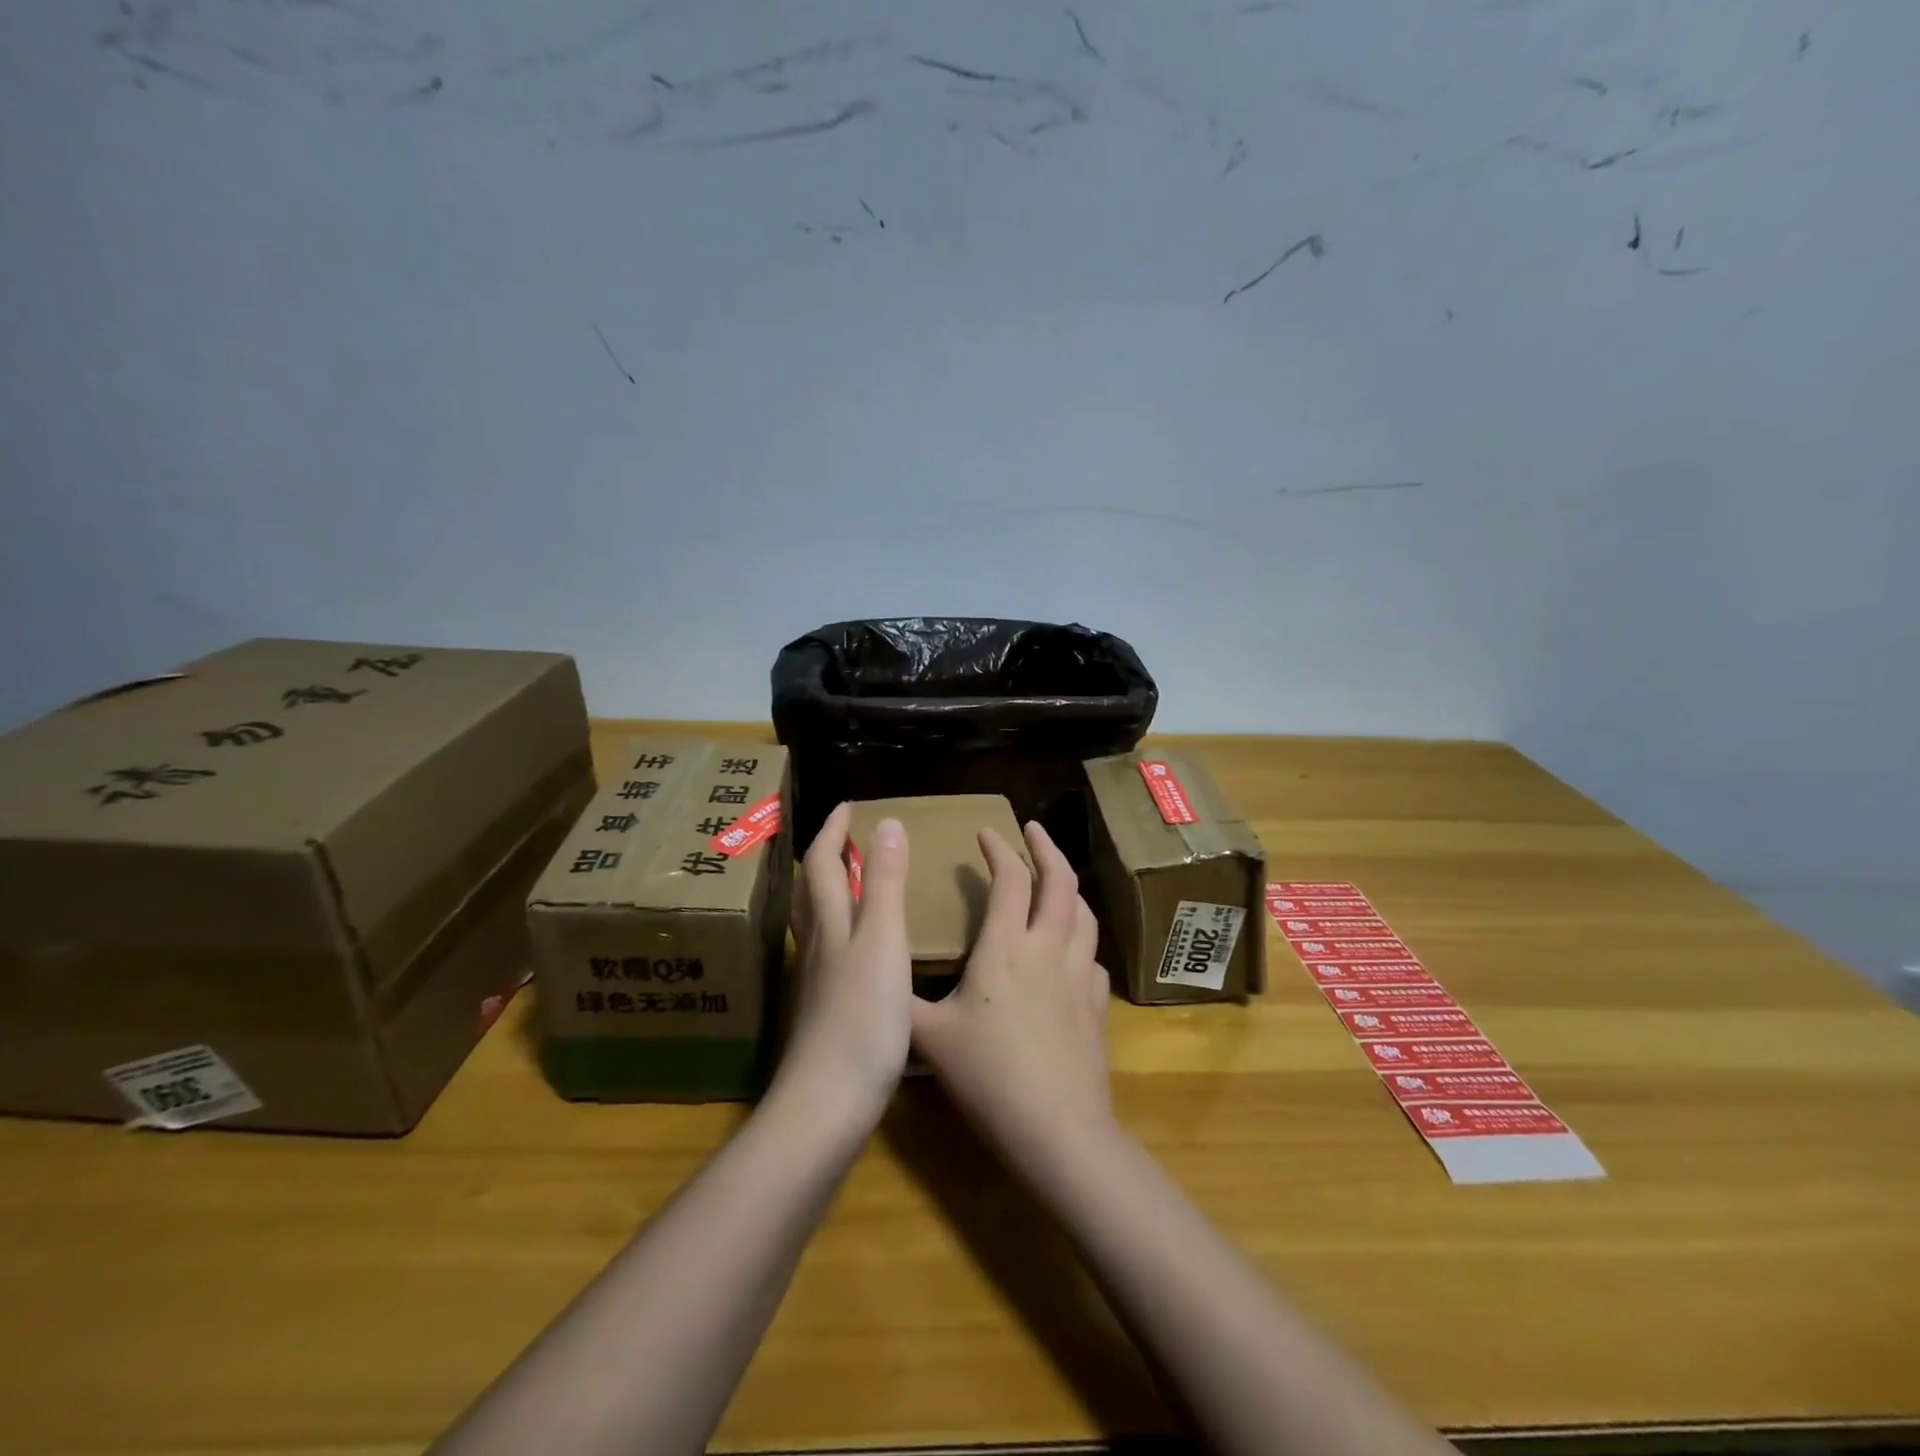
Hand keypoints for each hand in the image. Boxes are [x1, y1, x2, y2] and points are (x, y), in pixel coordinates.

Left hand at [778, 802, 913, 1124]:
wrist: (828, 1102)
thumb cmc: (862, 1017)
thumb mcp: (884, 941)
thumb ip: (887, 883)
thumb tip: (886, 823)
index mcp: (831, 923)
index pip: (821, 863)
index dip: (832, 831)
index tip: (847, 805)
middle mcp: (818, 945)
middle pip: (810, 891)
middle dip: (823, 857)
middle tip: (843, 837)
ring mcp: (817, 980)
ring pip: (816, 922)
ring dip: (828, 892)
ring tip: (849, 882)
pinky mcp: (824, 1010)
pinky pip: (828, 952)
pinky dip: (840, 931)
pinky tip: (857, 949)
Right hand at [909, 821, 1112, 1163]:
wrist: (1057, 1128)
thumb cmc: (988, 1076)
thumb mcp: (928, 1038)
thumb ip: (901, 1003)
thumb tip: (877, 980)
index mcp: (1005, 947)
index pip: (1009, 879)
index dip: (998, 849)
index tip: (986, 832)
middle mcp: (1047, 948)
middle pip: (1060, 881)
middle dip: (1046, 847)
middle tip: (1032, 829)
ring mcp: (1079, 974)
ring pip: (1084, 913)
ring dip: (1069, 886)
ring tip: (1054, 880)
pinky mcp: (1097, 1003)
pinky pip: (1093, 955)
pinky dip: (1080, 938)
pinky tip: (1071, 949)